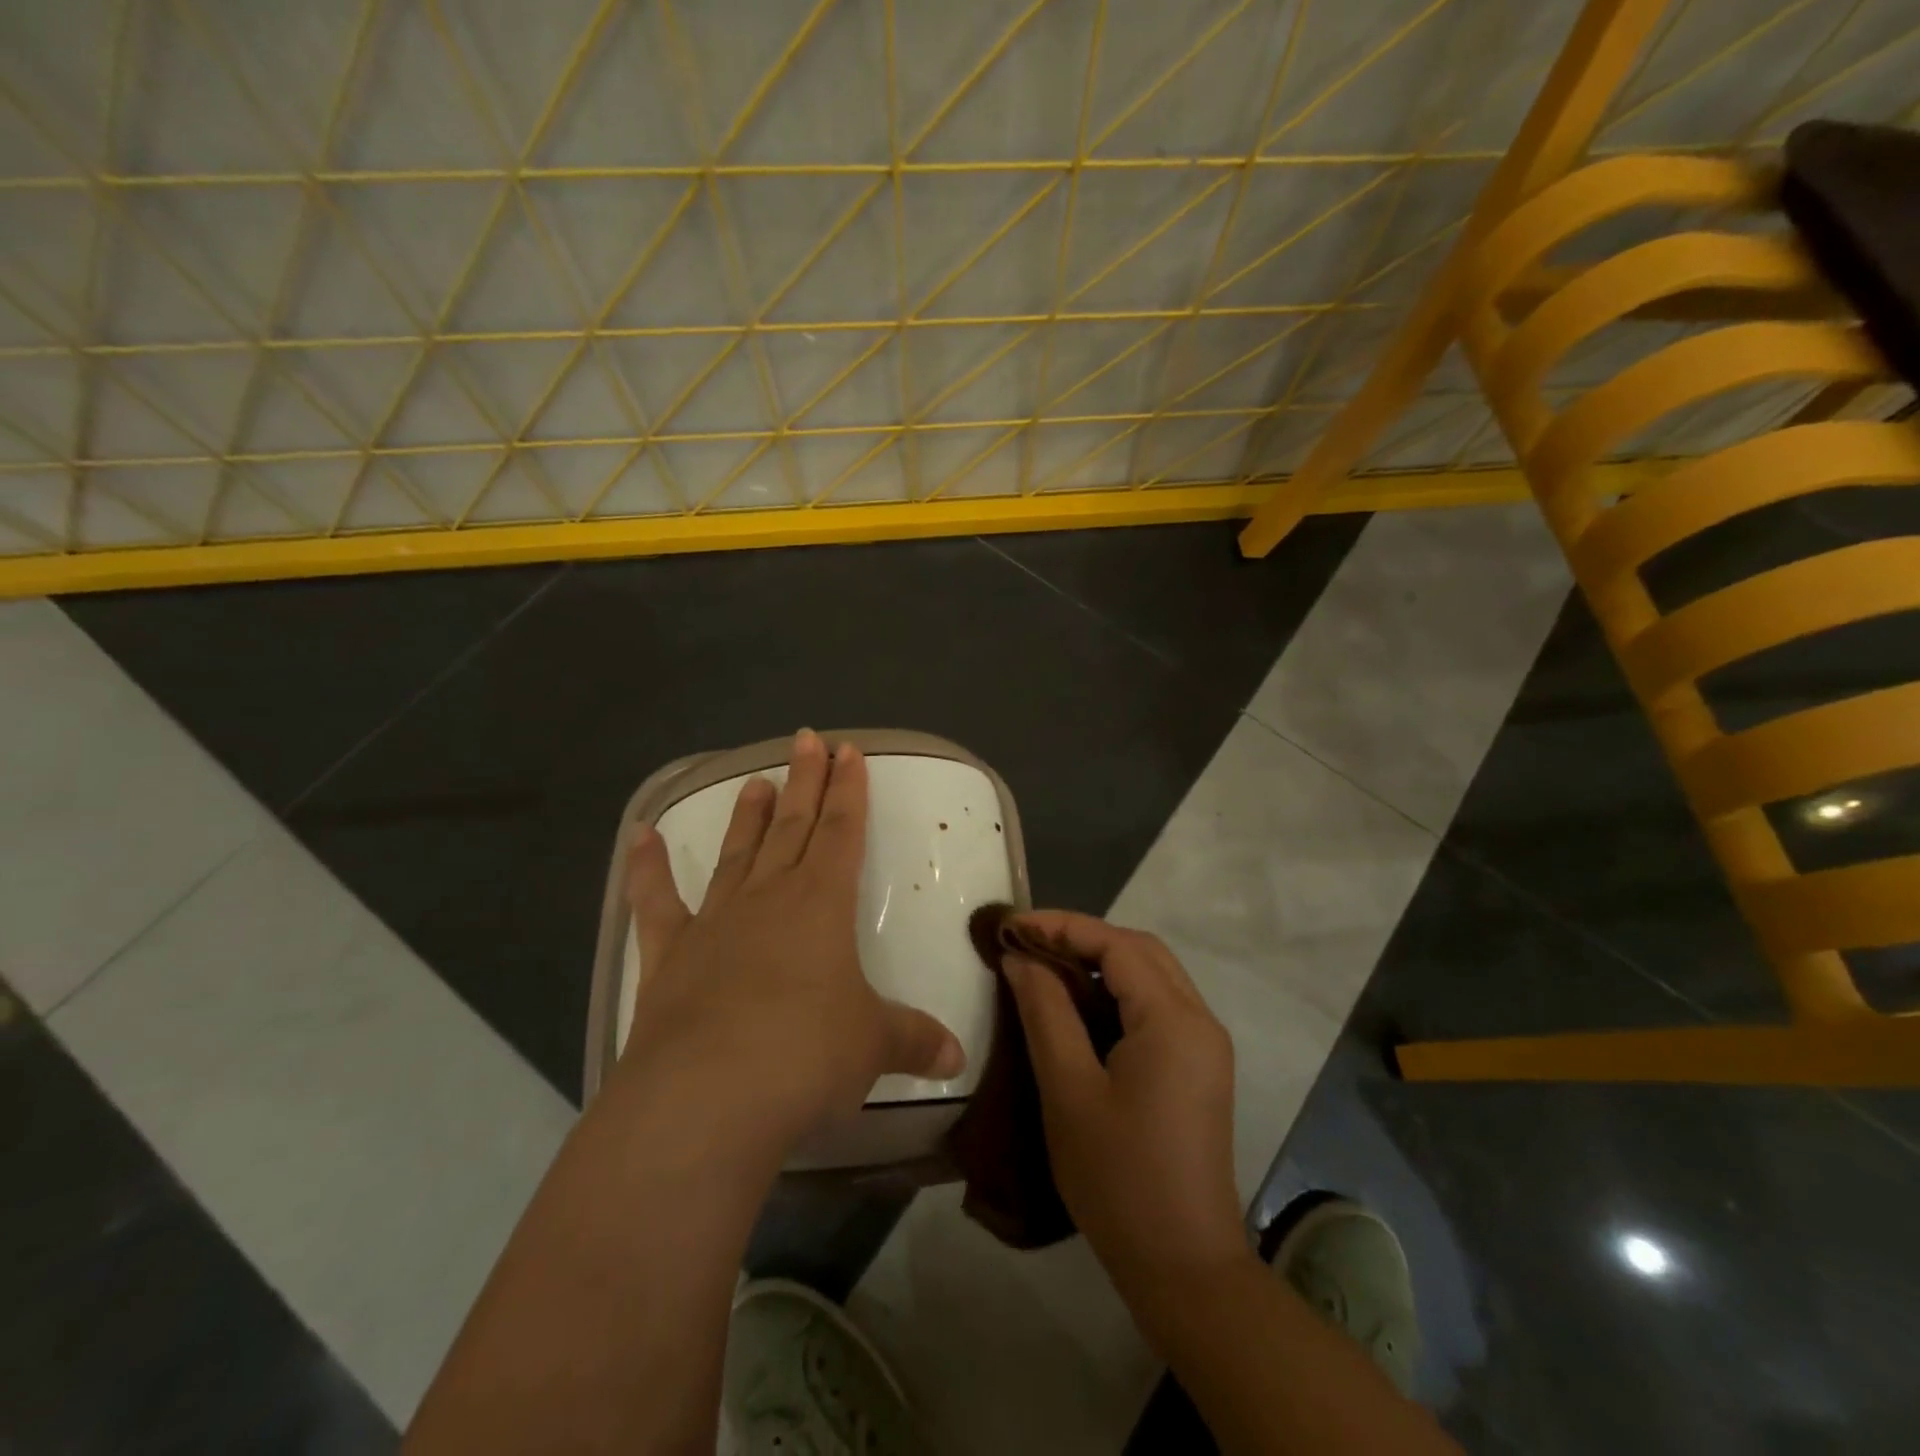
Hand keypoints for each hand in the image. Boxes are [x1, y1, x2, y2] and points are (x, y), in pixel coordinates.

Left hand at [619, 730, 965, 1151]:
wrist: (707, 1097)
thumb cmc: (805, 1056)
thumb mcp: (873, 1047)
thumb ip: (915, 1041)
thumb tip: (957, 1058)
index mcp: (822, 904)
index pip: (843, 831)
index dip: (849, 790)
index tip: (848, 751)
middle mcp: (769, 897)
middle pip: (794, 826)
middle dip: (806, 782)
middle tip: (808, 739)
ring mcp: (715, 922)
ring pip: (738, 853)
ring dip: (748, 816)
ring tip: (756, 779)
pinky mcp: (669, 955)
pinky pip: (657, 901)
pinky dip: (647, 868)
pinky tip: (639, 836)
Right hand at [1003, 911, 1247, 1294]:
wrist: (1184, 1266)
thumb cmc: (1119, 1178)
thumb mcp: (1069, 1090)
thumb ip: (1045, 1012)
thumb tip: (1021, 958)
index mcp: (1174, 1020)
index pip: (1117, 943)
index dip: (1062, 926)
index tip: (1012, 926)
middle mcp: (1200, 1019)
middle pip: (1140, 950)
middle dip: (1082, 936)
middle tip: (1027, 942)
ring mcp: (1205, 1044)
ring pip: (1152, 974)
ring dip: (1101, 960)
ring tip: (1047, 965)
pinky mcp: (1200, 1066)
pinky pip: (1158, 1004)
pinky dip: (1118, 989)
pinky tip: (1082, 1004)